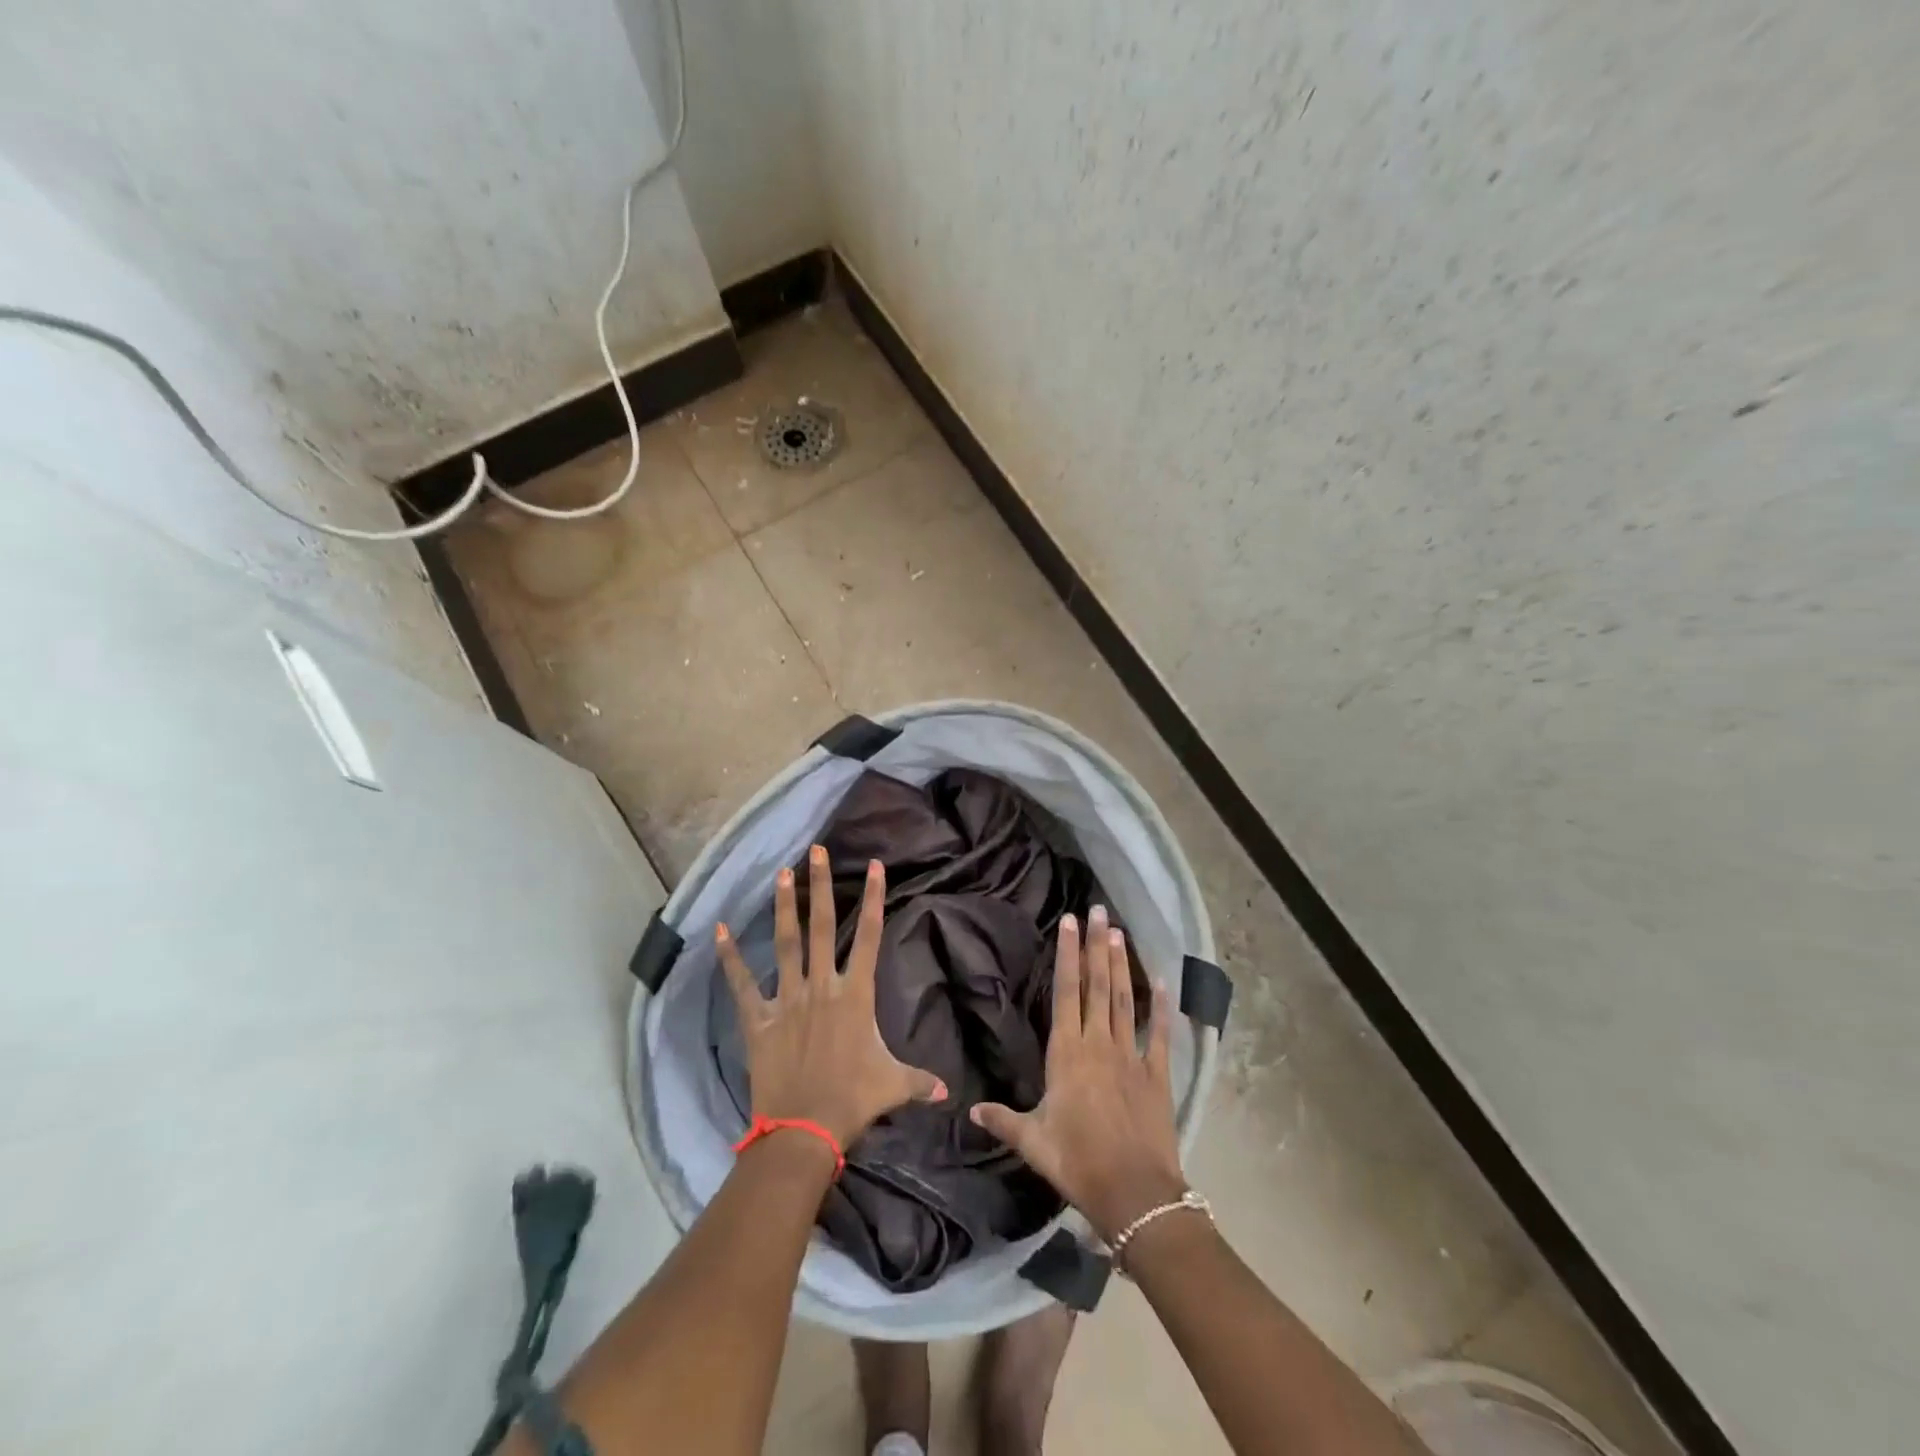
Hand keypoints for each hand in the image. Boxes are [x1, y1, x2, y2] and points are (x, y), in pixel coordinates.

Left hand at [717, 847, 947, 1151]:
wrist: (805, 1129)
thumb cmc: (853, 1101)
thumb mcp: (893, 1086)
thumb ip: (920, 1081)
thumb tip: (948, 1092)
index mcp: (855, 994)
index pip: (869, 936)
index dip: (874, 899)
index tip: (875, 866)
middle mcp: (821, 986)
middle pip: (822, 927)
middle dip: (822, 887)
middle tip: (817, 851)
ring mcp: (787, 999)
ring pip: (786, 944)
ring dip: (784, 908)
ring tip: (783, 873)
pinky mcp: (759, 1019)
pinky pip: (742, 984)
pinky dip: (730, 958)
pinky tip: (719, 931)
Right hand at [970, 906, 1186, 1242]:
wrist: (1135, 1194)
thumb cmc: (1077, 1163)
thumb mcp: (1033, 1142)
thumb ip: (1003, 1120)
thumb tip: (971, 1109)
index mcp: (1067, 1053)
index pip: (1065, 992)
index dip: (1067, 954)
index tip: (1069, 922)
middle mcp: (1098, 1044)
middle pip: (1096, 984)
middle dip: (1096, 945)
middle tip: (1098, 910)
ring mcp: (1130, 1056)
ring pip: (1123, 999)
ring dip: (1121, 964)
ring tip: (1119, 931)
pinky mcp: (1157, 1073)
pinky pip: (1160, 1034)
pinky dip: (1161, 1007)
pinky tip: (1162, 981)